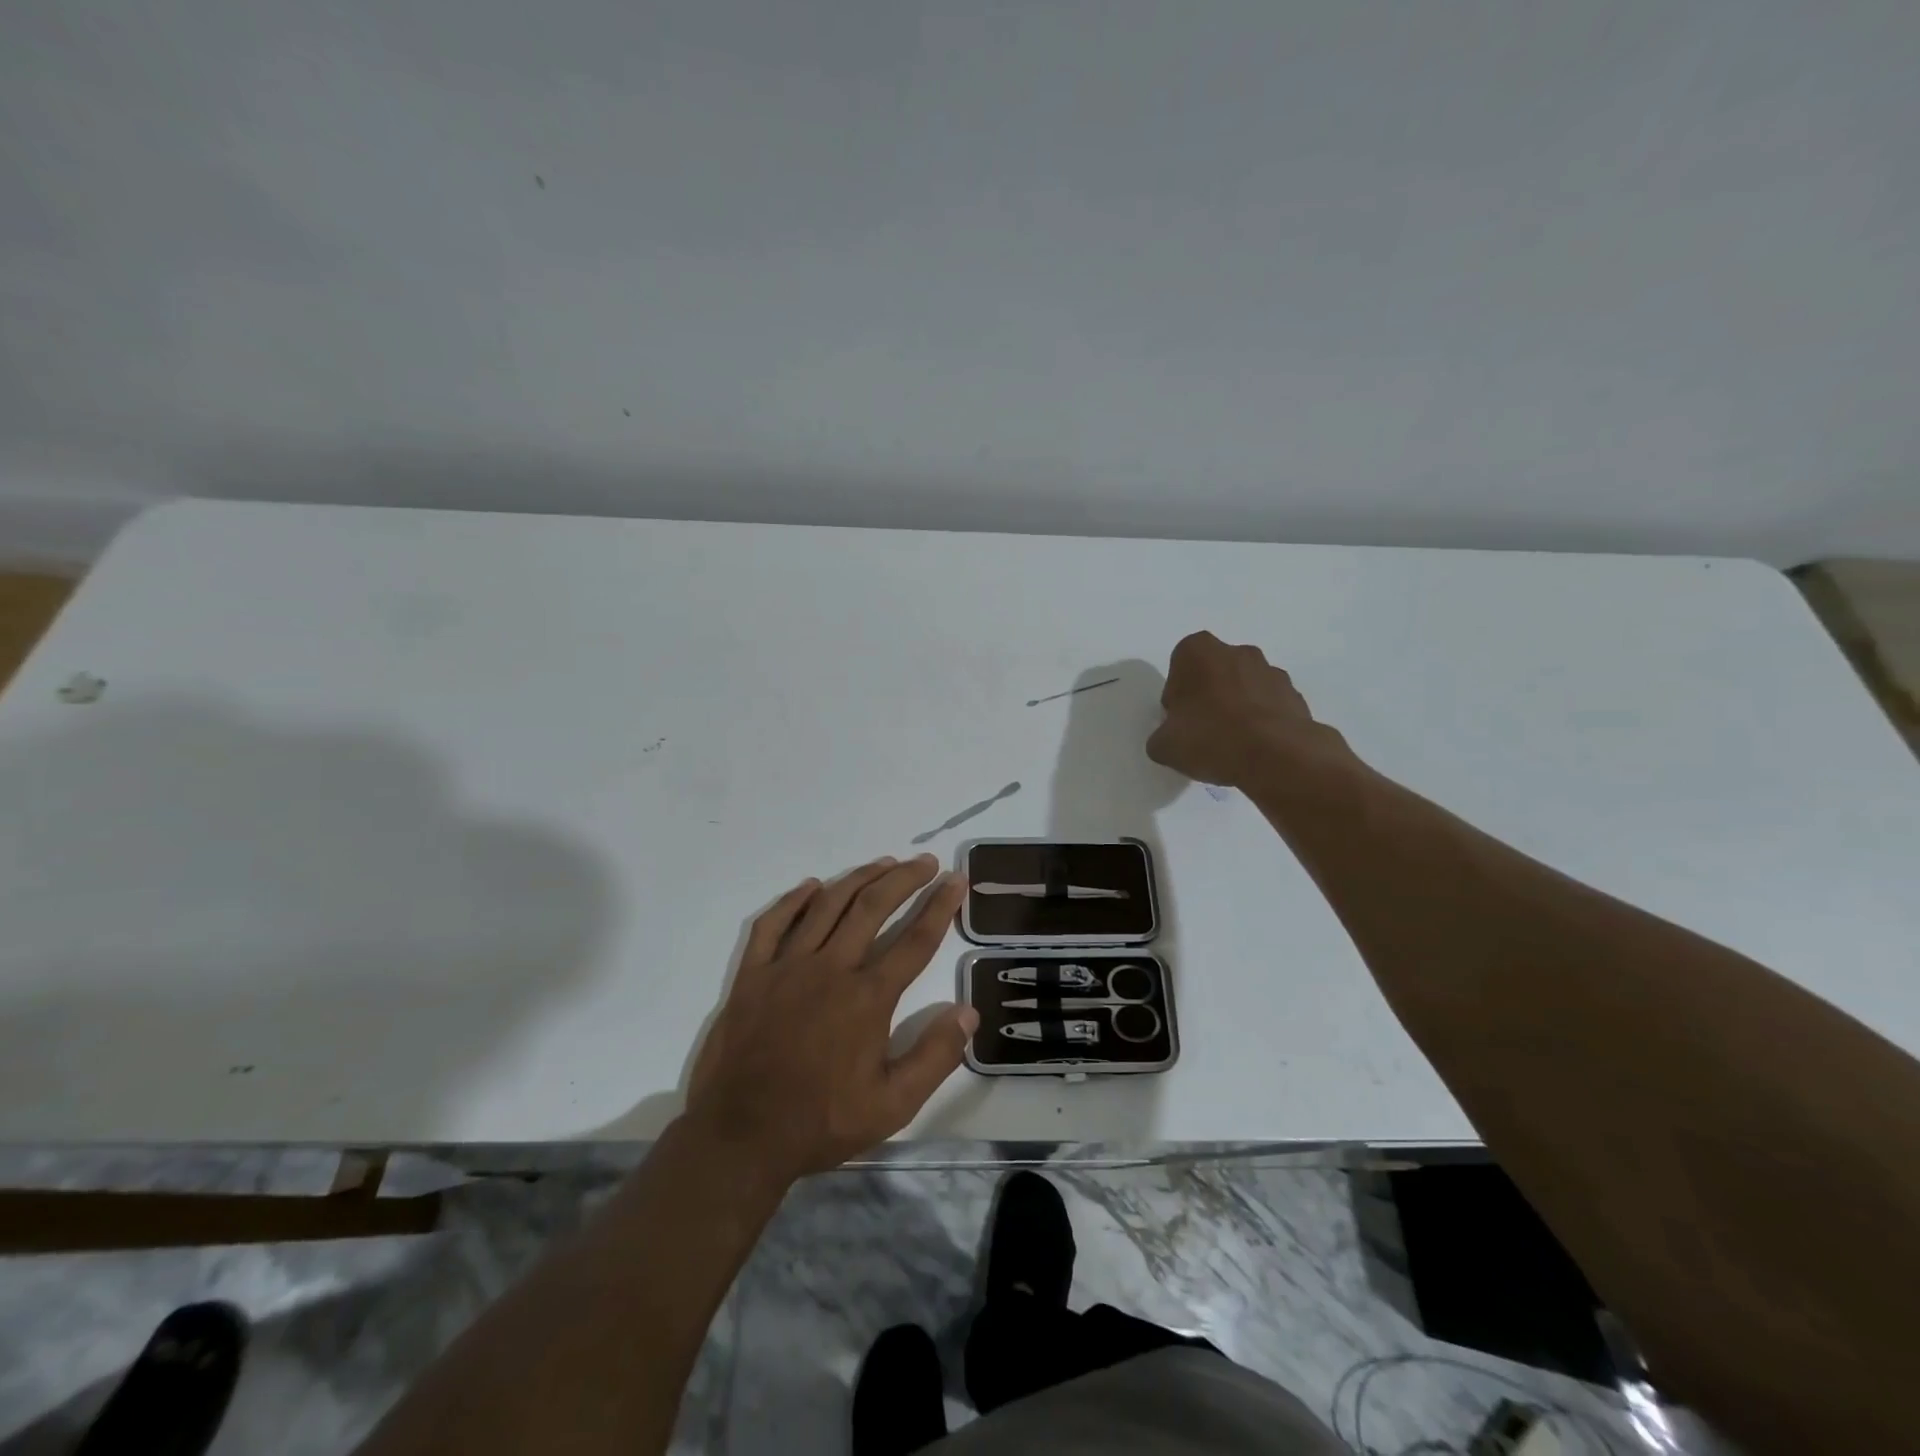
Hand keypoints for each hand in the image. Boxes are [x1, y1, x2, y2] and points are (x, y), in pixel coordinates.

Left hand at [683, 854, 975, 1183]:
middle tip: (925, 861)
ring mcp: (787, 967)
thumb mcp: (892, 1105)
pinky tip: (810, 886)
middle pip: (873, 907)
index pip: (915, 940)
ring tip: (883, 862)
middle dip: (904, 878)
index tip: (956, 879)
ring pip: (827, 905)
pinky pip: (773, 924)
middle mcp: (830, 969)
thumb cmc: (821, 1121)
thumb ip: (935, 1056)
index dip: (940, 906)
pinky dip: (793, 900)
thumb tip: (968, 1012)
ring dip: (858, 878)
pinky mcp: (752, 974)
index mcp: (867, 997)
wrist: (740, 1137)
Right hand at [1147, 631, 1351, 786]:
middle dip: (1208, 696)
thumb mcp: (1164, 746)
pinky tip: (1255, 749)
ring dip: (1237, 708)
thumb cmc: (1211, 738)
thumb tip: (1168, 739)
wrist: (1276, 756)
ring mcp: (1271, 671)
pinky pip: (1269, 706)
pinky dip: (1261, 722)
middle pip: (1214, 673)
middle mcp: (1237, 651)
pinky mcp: (1296, 695)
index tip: (1179, 721)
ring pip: (1244, 687)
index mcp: (1198, 651)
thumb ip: (1161, 737)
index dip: (1177, 696)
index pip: (1179, 668)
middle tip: (1203, 732)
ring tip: (1232, 745)